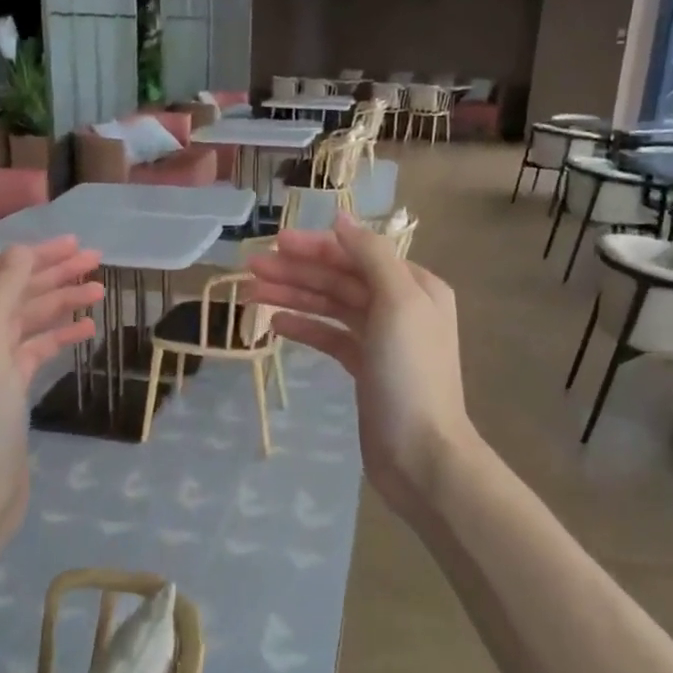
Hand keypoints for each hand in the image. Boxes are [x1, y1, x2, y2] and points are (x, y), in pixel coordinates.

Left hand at [0, 239, 102, 518]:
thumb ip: (1, 295)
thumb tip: (23, 250)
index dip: (35, 255)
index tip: (74, 243)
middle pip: (17, 294)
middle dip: (54, 274)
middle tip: (96, 260)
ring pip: (30, 321)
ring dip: (62, 303)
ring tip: (100, 291)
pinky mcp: (11, 390)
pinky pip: (37, 350)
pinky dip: (61, 336)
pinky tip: (88, 330)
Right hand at [247, 215, 475, 509]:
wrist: (420, 453)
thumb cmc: (410, 374)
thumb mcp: (398, 303)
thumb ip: (371, 256)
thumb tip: (342, 220)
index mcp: (415, 285)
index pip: (357, 254)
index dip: (316, 247)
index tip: (274, 243)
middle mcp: (401, 306)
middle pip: (341, 279)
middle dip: (297, 271)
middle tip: (251, 267)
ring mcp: (382, 339)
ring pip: (332, 307)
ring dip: (294, 297)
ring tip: (251, 293)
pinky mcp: (366, 368)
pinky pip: (331, 337)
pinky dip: (305, 327)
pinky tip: (275, 324)